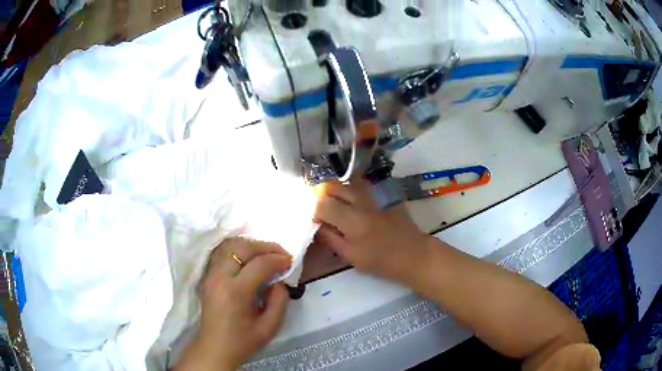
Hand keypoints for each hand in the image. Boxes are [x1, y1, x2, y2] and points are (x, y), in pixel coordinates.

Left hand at [175, 238, 291, 370]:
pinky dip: (239, 250)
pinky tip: (250, 259)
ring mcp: (211, 275)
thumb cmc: (243, 341)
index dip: (278, 259)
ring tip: (267, 254)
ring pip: (230, 246)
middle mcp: (220, 277)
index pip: (259, 264)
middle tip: (281, 253)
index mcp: (236, 292)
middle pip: (242, 248)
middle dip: (265, 247)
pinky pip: (223, 253)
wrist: (215, 348)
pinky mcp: (208, 276)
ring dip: (251, 246)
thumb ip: (280, 301)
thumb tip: (280, 281)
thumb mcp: (270, 327)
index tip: (290, 261)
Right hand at [314, 180, 430, 282]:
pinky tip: (350, 203)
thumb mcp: (352, 257)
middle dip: (321, 195)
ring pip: (346, 182)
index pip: (322, 204)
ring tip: (334, 205)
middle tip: (322, 210)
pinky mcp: (381, 196)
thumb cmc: (382, 262)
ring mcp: (372, 196)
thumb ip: (331, 239)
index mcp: (352, 221)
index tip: (316, 221)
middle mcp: (360, 203)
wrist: (414, 254)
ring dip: (335, 190)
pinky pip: (359, 186)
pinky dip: (349, 190)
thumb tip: (317, 226)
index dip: (315, 211)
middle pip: (332, 186)